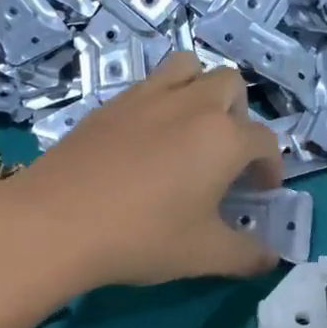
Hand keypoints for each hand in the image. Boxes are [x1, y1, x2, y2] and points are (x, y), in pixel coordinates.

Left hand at [0, 52, 283, 296]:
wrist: (56, 221)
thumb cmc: (142, 237)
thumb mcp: (203, 255)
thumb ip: (246, 255)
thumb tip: (271, 259)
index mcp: (224, 137)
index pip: (265, 141)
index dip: (271, 167)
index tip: (260, 192)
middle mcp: (191, 104)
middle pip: (231, 86)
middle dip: (239, 116)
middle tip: (225, 156)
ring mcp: (146, 97)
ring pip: (187, 68)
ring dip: (200, 90)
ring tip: (190, 131)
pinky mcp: (109, 104)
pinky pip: (147, 84)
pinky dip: (160, 100)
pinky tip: (145, 140)